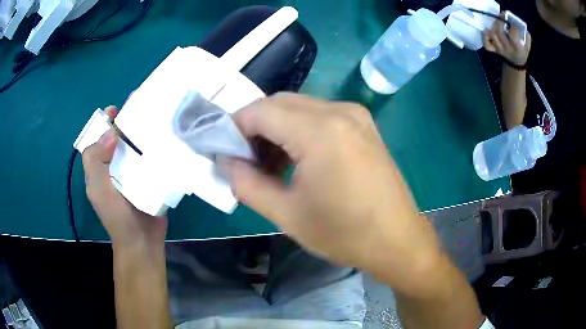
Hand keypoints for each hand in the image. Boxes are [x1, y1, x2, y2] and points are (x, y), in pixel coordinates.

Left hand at [82, 106, 167, 247]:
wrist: (143, 241)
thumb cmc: (117, 217)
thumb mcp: (97, 190)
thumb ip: (95, 161)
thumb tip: (111, 133)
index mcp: (102, 165)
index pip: (101, 136)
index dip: (107, 121)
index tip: (118, 109)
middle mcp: (117, 164)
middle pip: (122, 135)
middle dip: (130, 119)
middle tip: (145, 105)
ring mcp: (136, 170)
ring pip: (139, 142)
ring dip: (147, 129)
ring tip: (160, 114)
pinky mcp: (152, 175)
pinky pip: (154, 155)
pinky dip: (159, 144)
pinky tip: (169, 134)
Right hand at [228, 93, 443, 292]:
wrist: (397, 240)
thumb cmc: (344, 233)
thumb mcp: (286, 214)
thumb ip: (246, 183)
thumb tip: (226, 161)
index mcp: (320, 130)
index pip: (259, 111)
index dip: (234, 127)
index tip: (224, 151)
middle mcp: (340, 110)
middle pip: (279, 103)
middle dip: (254, 127)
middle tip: (245, 161)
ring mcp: (356, 115)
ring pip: (298, 107)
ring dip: (276, 129)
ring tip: (269, 165)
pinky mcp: (363, 124)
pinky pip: (319, 115)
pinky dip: (299, 130)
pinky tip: (297, 159)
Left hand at [483, 12, 531, 65]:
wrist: (516, 63)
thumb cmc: (522, 51)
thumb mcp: (527, 46)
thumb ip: (527, 36)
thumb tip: (523, 27)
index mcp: (517, 48)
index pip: (512, 35)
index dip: (511, 24)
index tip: (509, 18)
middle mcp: (507, 49)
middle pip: (500, 32)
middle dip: (500, 21)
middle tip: (502, 18)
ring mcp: (500, 49)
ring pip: (493, 35)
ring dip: (493, 26)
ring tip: (497, 23)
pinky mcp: (494, 50)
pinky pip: (486, 45)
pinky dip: (484, 37)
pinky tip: (487, 31)